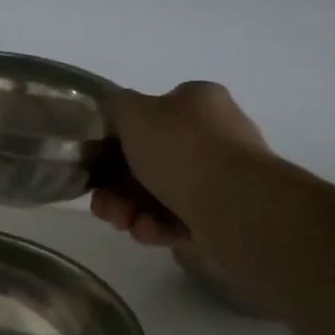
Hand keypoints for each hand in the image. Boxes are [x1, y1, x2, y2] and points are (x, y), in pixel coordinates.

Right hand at [93, 81, 273, 312]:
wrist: (236, 209)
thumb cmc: (182, 152)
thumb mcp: (133, 113)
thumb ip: (115, 107)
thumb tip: (114, 115)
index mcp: (198, 102)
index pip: (150, 114)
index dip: (117, 138)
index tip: (97, 161)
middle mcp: (214, 135)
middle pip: (148, 159)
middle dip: (116, 185)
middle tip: (101, 203)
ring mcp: (221, 177)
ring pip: (158, 192)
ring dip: (130, 208)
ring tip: (122, 222)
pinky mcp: (223, 215)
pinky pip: (177, 219)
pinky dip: (157, 226)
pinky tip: (149, 232)